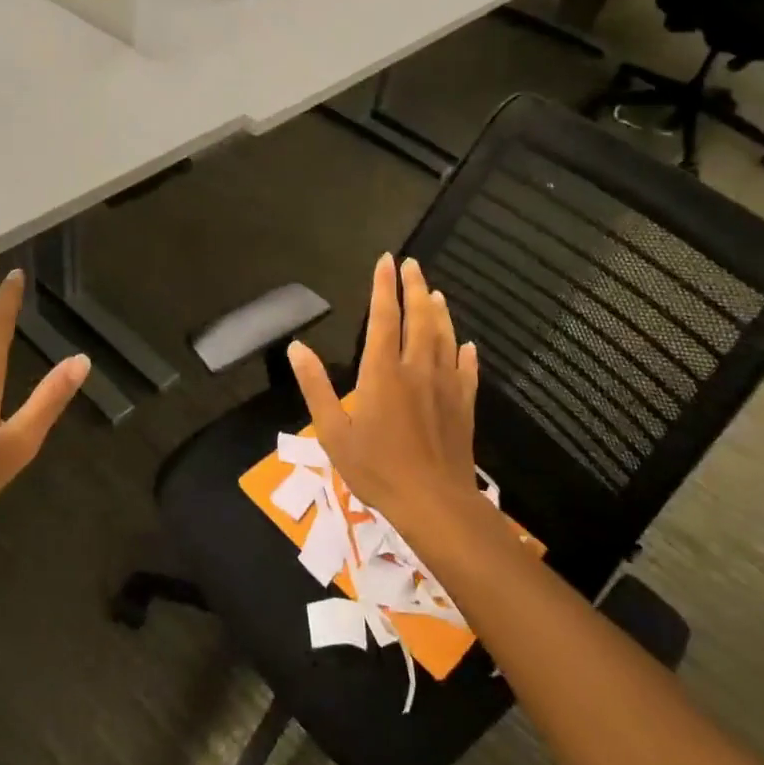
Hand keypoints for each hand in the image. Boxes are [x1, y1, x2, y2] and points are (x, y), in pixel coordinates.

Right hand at [287, 254, 477, 525]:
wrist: (434, 503)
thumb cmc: (376, 469)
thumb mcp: (332, 431)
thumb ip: (315, 386)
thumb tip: (296, 347)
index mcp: (382, 372)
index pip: (383, 317)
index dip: (384, 287)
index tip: (386, 261)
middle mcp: (417, 369)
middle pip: (419, 318)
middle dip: (414, 287)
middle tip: (412, 264)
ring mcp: (445, 385)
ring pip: (444, 337)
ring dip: (439, 312)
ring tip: (435, 292)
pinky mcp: (464, 405)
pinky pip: (466, 369)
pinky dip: (465, 352)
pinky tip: (466, 344)